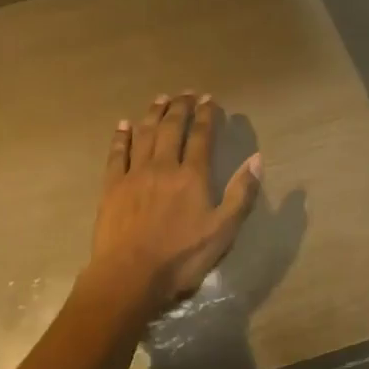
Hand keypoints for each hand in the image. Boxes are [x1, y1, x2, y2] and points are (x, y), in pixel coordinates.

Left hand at [85, 93, 261, 317]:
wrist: (131, 275)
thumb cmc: (182, 257)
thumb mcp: (223, 231)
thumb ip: (241, 193)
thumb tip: (256, 159)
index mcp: (192, 176)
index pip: (201, 137)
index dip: (206, 116)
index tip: (209, 99)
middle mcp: (163, 166)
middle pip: (171, 128)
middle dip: (180, 107)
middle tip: (186, 93)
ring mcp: (134, 175)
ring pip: (144, 134)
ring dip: (153, 114)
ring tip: (160, 98)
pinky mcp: (111, 187)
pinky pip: (117, 154)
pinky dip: (121, 137)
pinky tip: (123, 124)